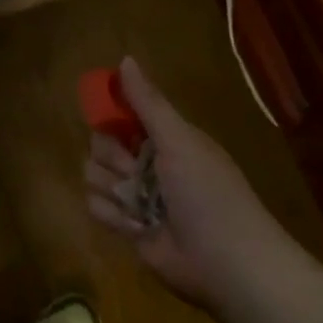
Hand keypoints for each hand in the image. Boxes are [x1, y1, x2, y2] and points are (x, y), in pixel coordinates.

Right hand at [83, 57, 273, 307]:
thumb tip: (125, 59)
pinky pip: (96, 207)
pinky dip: (115, 216)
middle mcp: (147, 163)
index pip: (122, 114)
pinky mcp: (126, 227)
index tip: (109, 120)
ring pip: (94, 176)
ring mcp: (136, 196)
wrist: (228, 263)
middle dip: (113, 158)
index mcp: (165, 138)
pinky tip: (139, 226)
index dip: (111, 115)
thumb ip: (148, 102)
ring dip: (114, 189)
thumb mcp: (180, 140)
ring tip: (141, 205)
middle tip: (135, 170)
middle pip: (100, 144)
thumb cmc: (208, 192)